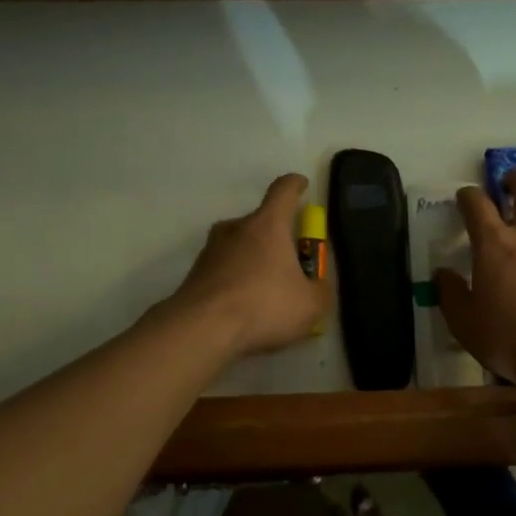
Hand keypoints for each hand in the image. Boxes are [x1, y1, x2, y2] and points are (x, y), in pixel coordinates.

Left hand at [168, 174, 327, 357]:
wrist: (201, 330)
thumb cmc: (263, 305)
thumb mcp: (310, 305)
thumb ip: (320, 290)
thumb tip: (317, 287)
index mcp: (268, 225)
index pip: (283, 190)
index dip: (295, 185)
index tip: (302, 186)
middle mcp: (236, 228)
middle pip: (260, 222)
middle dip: (276, 237)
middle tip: (290, 264)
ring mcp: (210, 250)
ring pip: (239, 246)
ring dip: (253, 260)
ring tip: (266, 292)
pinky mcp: (194, 274)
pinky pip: (223, 270)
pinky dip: (235, 282)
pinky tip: (244, 310)